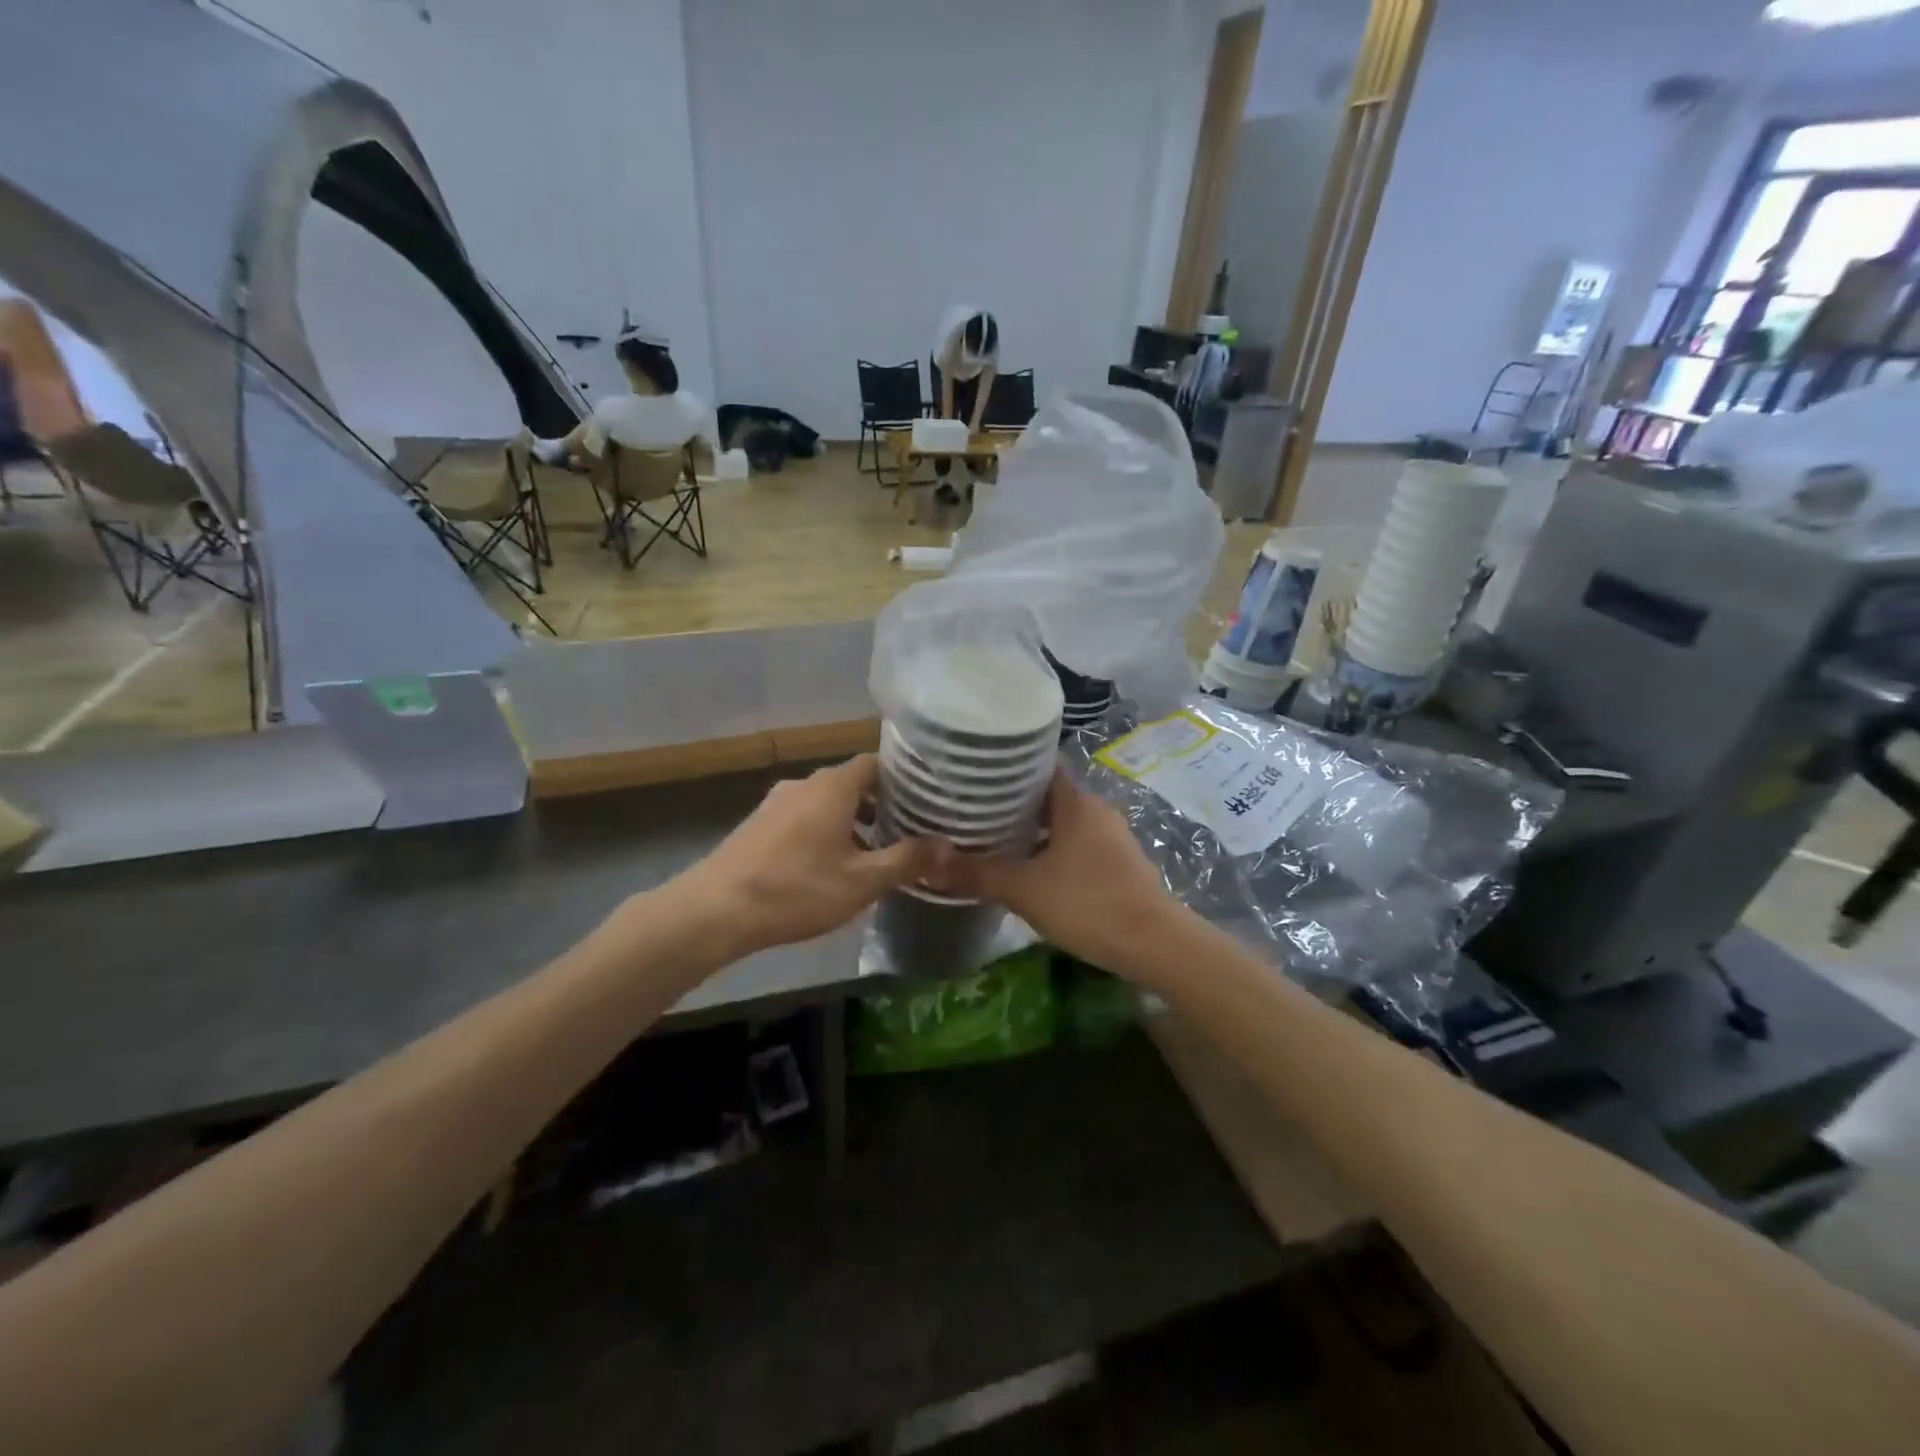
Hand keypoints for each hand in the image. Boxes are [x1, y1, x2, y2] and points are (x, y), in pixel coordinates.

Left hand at [680, 755, 935, 956]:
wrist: (715, 910)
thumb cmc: (797, 889)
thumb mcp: (862, 881)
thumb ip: (907, 860)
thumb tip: (948, 846)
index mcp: (833, 786)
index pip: (877, 763)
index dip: (903, 779)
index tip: (925, 800)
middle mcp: (805, 783)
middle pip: (852, 783)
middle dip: (881, 805)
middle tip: (907, 831)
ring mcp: (776, 802)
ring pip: (826, 802)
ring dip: (852, 821)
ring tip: (873, 854)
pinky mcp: (758, 824)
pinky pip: (803, 817)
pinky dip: (824, 831)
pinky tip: (830, 866)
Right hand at [933, 773, 1180, 978]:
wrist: (1156, 945)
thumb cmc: (1088, 903)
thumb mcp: (1024, 890)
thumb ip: (976, 875)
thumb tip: (925, 866)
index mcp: (1076, 803)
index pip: (1038, 768)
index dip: (1006, 768)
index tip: (973, 773)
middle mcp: (1096, 811)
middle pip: (1047, 797)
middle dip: (1011, 804)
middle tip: (970, 810)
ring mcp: (1111, 839)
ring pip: (1062, 825)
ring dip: (1031, 831)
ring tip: (990, 840)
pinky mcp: (1118, 865)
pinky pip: (1075, 847)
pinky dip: (1050, 852)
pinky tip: (1027, 871)